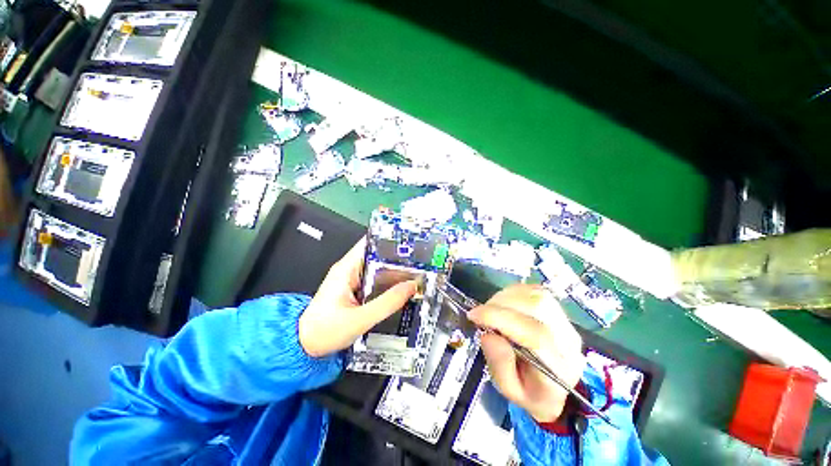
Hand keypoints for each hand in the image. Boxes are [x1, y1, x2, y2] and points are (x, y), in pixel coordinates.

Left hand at [299, 237, 418, 356]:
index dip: (389, 239)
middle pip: (378, 254)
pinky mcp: (357, 289)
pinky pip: (377, 280)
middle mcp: (350, 269)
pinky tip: (402, 286)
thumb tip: (410, 287)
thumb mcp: (359, 319)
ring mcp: (353, 279)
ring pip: (379, 267)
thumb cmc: (324, 331)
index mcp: (346, 268)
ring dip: (395, 269)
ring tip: (416, 271)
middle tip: (419, 259)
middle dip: (397, 256)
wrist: (306, 345)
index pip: (370, 243)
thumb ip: (387, 303)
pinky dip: (389, 281)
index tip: (407, 241)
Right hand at [468, 284, 585, 422]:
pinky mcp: (558, 309)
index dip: (500, 319)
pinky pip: (534, 291)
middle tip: (481, 314)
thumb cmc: (530, 391)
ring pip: (536, 295)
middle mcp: (567, 340)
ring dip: (505, 297)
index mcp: (559, 368)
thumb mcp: (510, 390)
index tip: (474, 316)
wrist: (556, 386)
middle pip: (537, 307)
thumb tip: (489, 334)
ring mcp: (565, 321)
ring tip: (492, 311)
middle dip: (500, 305)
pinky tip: (503, 304)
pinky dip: (513, 292)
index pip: (534, 334)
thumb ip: (500, 365)